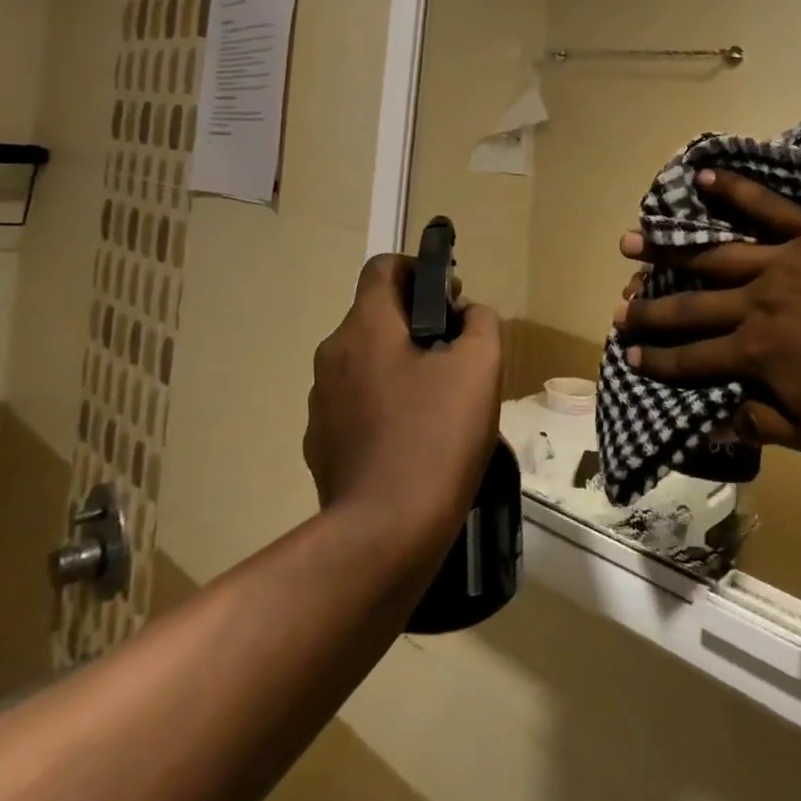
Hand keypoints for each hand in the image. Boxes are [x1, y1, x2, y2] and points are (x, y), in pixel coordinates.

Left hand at [306, 256, 502, 555]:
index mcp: (366, 327)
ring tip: (438, 401)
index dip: (419, 269)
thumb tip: (468, 314)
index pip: (383, 267)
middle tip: (455, 353)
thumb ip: (480, 322)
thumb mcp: (481, 367)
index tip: (450, 298)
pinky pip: (355, 404)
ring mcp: (320, 402)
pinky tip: (412, 438)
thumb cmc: (437, 437)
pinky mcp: (320, 442)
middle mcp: (333, 354)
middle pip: (375, 316)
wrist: (384, 533)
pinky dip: (382, 404)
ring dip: (398, 365)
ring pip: (365, 362)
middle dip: (416, 323)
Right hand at [615, 171, 800, 461]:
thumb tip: (711, 421)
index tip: (628, 354)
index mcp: (759, 354)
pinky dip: (734, 191)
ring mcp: (787, 262)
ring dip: (670, 249)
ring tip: (632, 243)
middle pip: (693, 306)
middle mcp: (759, 303)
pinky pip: (771, 207)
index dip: (658, 360)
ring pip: (716, 253)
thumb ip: (764, 423)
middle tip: (619, 308)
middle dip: (652, 309)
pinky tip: (702, 178)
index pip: (694, 360)